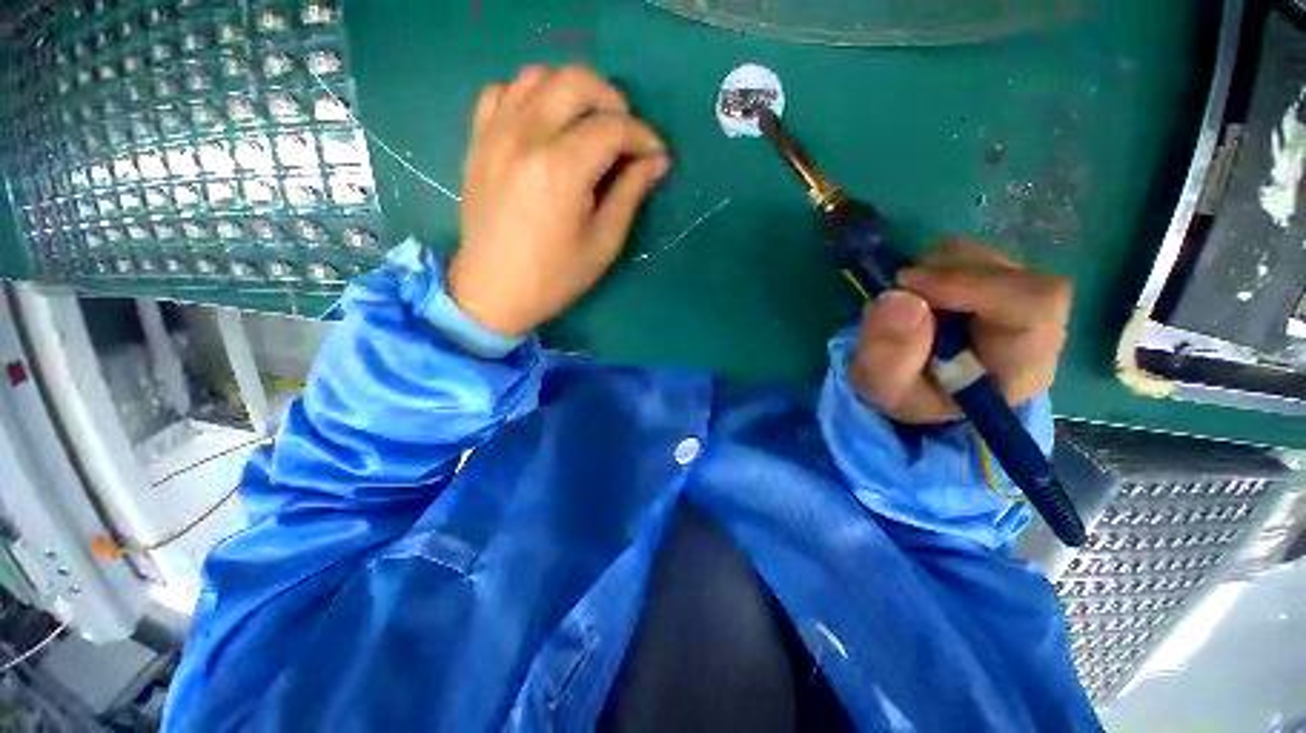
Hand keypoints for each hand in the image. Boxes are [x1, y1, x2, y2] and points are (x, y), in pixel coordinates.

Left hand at [448, 65, 670, 335]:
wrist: (493, 291)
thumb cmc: (555, 277)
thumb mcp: (603, 243)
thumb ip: (630, 194)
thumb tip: (656, 161)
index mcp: (561, 169)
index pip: (612, 127)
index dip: (643, 136)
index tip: (656, 155)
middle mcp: (525, 137)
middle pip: (576, 82)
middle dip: (612, 100)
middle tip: (626, 134)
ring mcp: (495, 133)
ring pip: (538, 75)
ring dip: (573, 91)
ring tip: (588, 124)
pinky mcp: (478, 140)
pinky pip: (503, 92)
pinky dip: (531, 96)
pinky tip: (544, 123)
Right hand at [850, 239, 1071, 424]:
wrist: (919, 390)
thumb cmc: (909, 395)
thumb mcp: (887, 387)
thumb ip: (888, 354)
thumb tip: (897, 298)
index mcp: (1022, 363)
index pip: (1034, 304)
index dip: (973, 283)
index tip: (909, 285)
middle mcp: (1036, 326)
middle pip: (1015, 273)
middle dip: (948, 272)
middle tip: (900, 286)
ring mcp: (1020, 299)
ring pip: (992, 258)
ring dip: (940, 266)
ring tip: (907, 293)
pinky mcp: (1000, 284)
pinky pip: (976, 256)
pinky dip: (939, 263)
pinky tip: (919, 289)